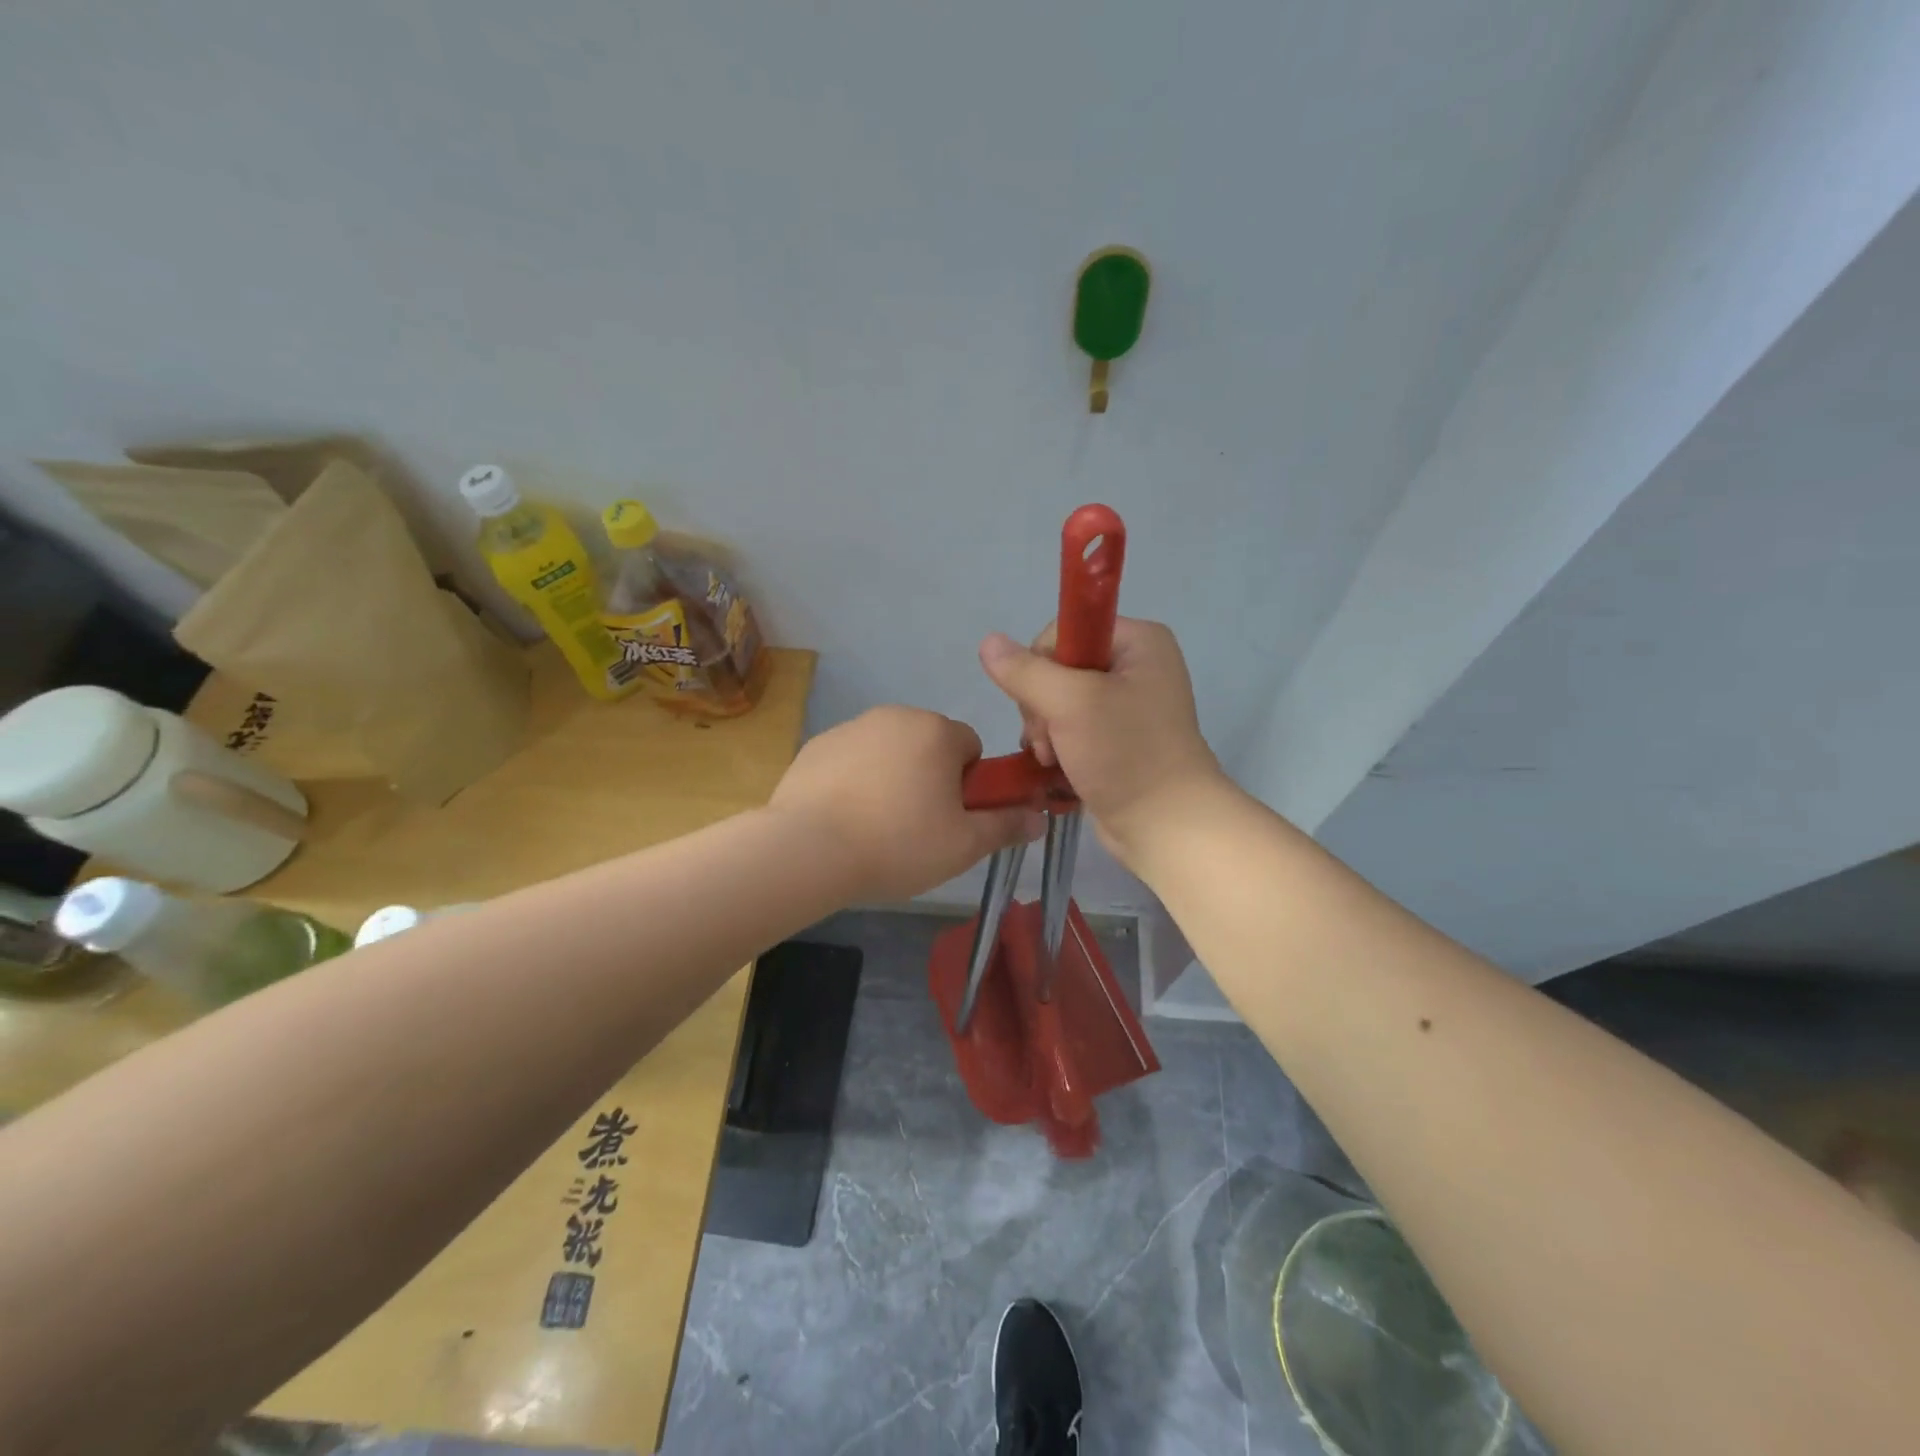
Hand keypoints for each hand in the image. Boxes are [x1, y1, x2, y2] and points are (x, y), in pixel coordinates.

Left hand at [770, 706, 1038, 901]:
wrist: (807, 850)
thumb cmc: (898, 843)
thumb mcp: (964, 845)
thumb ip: (1005, 826)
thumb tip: (1038, 818)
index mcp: (936, 731)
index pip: (971, 746)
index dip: (969, 784)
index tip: (952, 817)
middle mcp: (895, 716)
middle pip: (929, 745)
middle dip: (930, 777)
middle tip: (918, 827)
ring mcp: (850, 728)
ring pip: (889, 751)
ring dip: (892, 777)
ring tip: (877, 827)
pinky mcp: (816, 746)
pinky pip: (852, 760)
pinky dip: (855, 781)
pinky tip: (844, 818)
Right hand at [978, 618, 1224, 865]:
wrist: (1166, 826)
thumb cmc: (1125, 754)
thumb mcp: (1071, 704)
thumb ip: (1025, 672)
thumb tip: (988, 642)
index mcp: (1138, 641)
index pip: (1063, 632)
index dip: (1041, 666)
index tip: (1045, 704)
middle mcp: (1136, 666)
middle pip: (1057, 669)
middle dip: (1041, 706)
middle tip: (1048, 740)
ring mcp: (1128, 706)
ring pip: (1058, 703)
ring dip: (1045, 732)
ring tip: (1051, 760)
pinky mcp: (1118, 740)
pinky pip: (1072, 729)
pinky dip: (1058, 748)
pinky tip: (1054, 768)